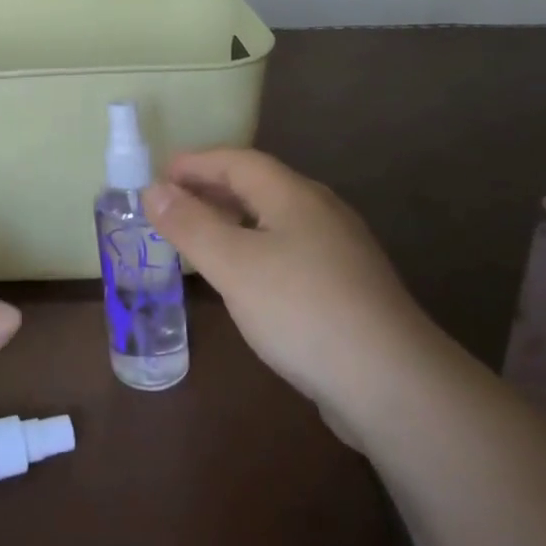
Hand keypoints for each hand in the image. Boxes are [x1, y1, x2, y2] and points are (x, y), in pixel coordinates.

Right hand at [146, 149, 441, 439]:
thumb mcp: (233, 264)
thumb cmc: (302, 309)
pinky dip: (254, 248)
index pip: (237, 161)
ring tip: (198, 236)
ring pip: (274, 219)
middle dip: (211, 189)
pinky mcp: (346, 287)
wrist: (393, 384)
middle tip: (170, 204)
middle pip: (258, 185)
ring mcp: (338, 251)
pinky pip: (288, 249)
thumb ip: (189, 224)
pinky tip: (244, 277)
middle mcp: (319, 212)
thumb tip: (152, 189)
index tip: (158, 175)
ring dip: (232, 219)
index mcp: (293, 195)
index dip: (195, 163)